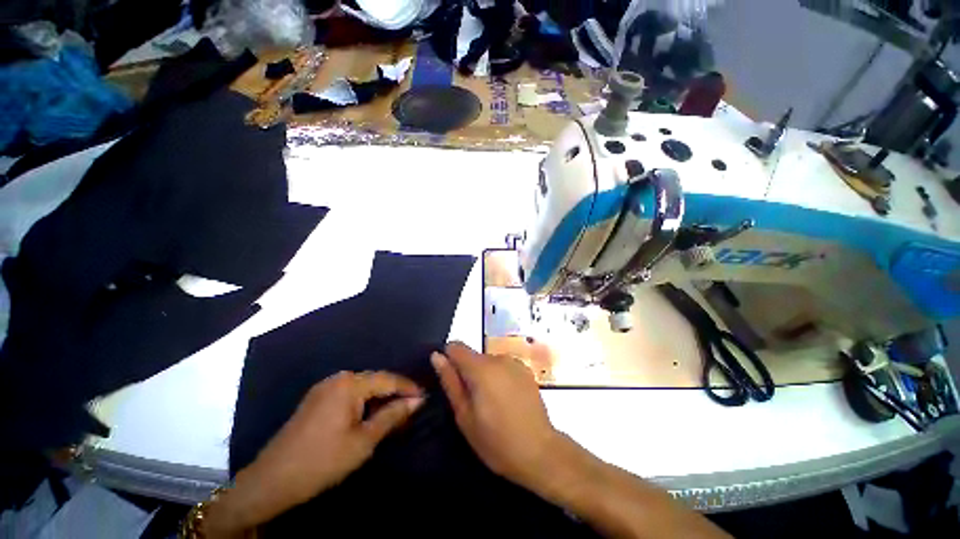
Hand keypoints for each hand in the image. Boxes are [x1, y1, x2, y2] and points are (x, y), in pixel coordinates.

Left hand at [250, 371, 423, 502]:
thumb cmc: (323, 461)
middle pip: (375, 380)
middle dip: (395, 391)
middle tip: (412, 406)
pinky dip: (364, 401)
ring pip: (362, 386)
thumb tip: (417, 401)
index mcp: (350, 384)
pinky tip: (370, 413)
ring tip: (395, 410)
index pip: (388, 379)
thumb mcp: (364, 441)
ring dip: (380, 397)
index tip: (425, 397)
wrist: (271, 481)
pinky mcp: (316, 398)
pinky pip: (348, 393)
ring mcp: (324, 387)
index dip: (408, 387)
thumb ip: (392, 416)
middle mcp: (338, 378)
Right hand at [430, 342, 560, 489]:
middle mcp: (498, 357)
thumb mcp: (464, 415)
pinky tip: (507, 400)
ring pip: (488, 362)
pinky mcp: (526, 370)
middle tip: (473, 403)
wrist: (540, 451)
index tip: (451, 380)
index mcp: (481, 368)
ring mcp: (515, 362)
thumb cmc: (496, 440)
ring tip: (492, 404)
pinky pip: (503, 367)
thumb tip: (437, 356)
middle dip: (468, 373)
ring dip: (484, 376)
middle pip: (473, 356)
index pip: (456, 347)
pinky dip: (499, 377)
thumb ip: (450, 381)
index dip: (448, 360)